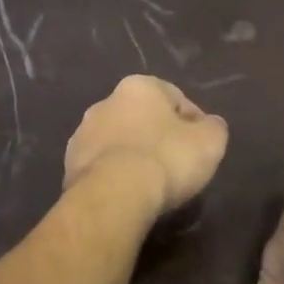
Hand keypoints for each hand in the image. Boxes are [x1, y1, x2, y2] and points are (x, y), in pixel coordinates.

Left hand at [63, 75, 228, 218]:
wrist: (113, 196)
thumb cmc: (166, 160)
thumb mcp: (210, 142)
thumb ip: (214, 128)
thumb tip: (209, 126)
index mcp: (139, 87)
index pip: (176, 98)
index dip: (194, 123)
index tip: (201, 148)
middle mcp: (105, 102)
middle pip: (143, 119)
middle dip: (159, 137)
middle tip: (177, 165)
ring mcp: (82, 134)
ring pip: (119, 142)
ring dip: (134, 156)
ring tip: (152, 184)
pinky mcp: (69, 165)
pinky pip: (102, 166)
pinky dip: (116, 175)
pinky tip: (128, 194)